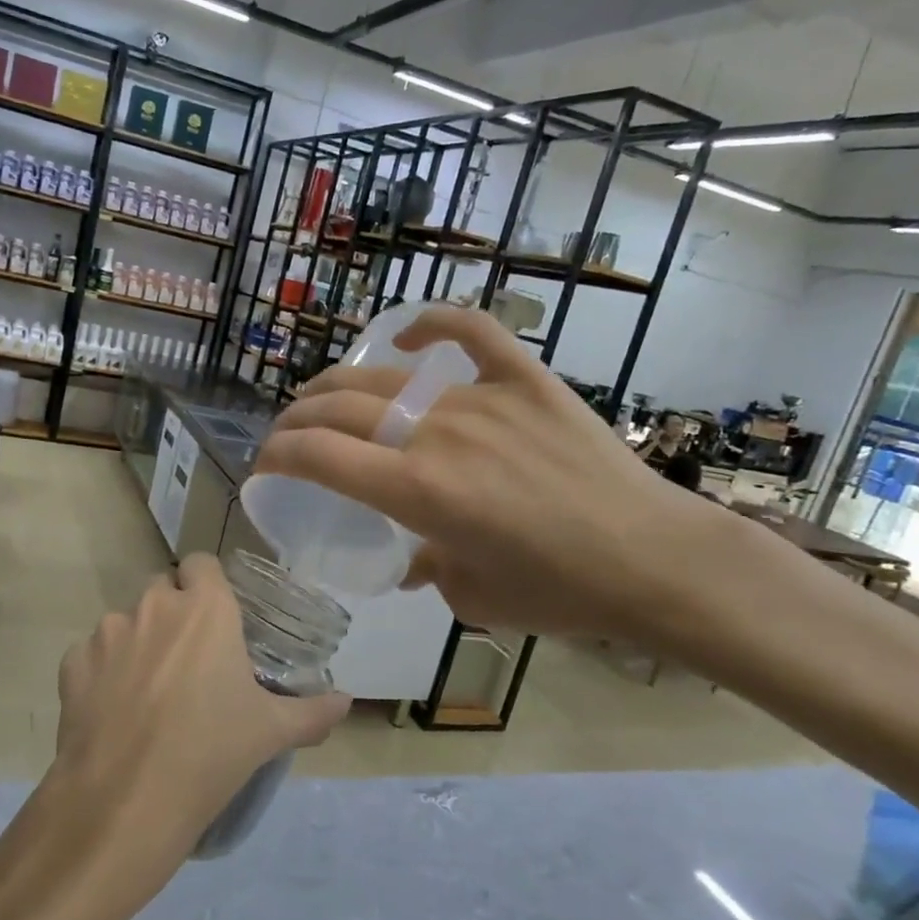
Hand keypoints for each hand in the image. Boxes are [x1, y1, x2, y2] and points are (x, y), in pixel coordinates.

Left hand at [52, 554, 350, 864]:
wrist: (124, 802)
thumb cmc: (210, 753)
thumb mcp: (270, 732)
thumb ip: (313, 712)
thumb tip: (346, 702)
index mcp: (205, 609)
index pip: (202, 563)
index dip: (208, 584)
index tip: (218, 619)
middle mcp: (154, 606)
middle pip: (163, 589)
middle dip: (175, 613)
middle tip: (190, 660)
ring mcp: (107, 632)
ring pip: (127, 621)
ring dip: (139, 642)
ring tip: (150, 692)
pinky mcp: (72, 663)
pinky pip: (92, 654)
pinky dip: (103, 672)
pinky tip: (114, 711)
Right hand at [254, 306, 712, 646]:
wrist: (653, 560)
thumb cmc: (559, 592)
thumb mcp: (471, 596)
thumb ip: (426, 567)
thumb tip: (411, 557)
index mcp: (416, 491)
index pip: (318, 457)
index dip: (277, 456)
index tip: (265, 465)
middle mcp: (436, 434)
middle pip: (339, 408)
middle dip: (297, 419)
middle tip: (289, 435)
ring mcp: (482, 399)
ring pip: (388, 376)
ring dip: (342, 386)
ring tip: (326, 398)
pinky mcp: (525, 381)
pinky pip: (472, 333)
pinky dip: (434, 324)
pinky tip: (406, 332)